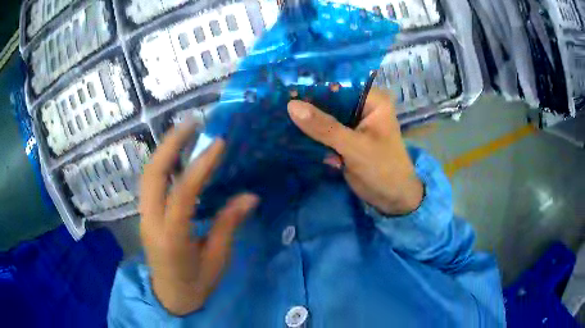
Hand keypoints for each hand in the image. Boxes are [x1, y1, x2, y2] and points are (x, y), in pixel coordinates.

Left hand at [139, 123, 258, 315]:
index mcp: (172, 239)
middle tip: (192, 122)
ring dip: (164, 149)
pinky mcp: (145, 214)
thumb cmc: (196, 284)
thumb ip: (228, 225)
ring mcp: (144, 217)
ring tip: (185, 130)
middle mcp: (151, 222)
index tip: (218, 143)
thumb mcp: (217, 260)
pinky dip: (162, 163)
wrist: (170, 297)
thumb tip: (249, 195)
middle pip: (153, 175)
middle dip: (171, 144)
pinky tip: (176, 154)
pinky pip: (150, 182)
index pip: (183, 194)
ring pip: (148, 175)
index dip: (200, 166)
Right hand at [287, 88, 422, 215]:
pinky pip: (324, 132)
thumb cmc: (382, 169)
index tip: (286, 88)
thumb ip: (324, 127)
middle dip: (307, 104)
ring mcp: (352, 124)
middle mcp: (362, 107)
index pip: (339, 85)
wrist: (392, 199)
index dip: (314, 86)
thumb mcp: (354, 146)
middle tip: (276, 101)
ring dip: (306, 120)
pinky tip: (288, 131)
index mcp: (373, 100)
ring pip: (325, 116)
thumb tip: (291, 106)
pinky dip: (311, 134)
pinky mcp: (345, 139)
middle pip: (330, 100)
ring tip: (277, 114)